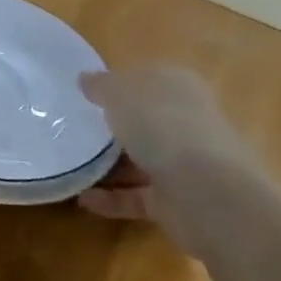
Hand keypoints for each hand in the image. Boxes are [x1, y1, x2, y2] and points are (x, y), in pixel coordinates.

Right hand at [75, 64, 265, 257]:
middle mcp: (187, 123)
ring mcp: (186, 165)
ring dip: (112, 164)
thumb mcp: (118, 90)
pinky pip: (138, 196)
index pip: (148, 79)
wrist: (206, 193)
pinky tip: (84, 199)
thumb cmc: (161, 124)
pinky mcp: (178, 202)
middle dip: (119, 125)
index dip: (120, 83)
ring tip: (74, 163)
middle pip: (147, 120)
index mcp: (179, 87)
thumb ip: (100, 84)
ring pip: (144, 159)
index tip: (88, 93)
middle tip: (78, 127)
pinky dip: (113, 198)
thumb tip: (87, 79)